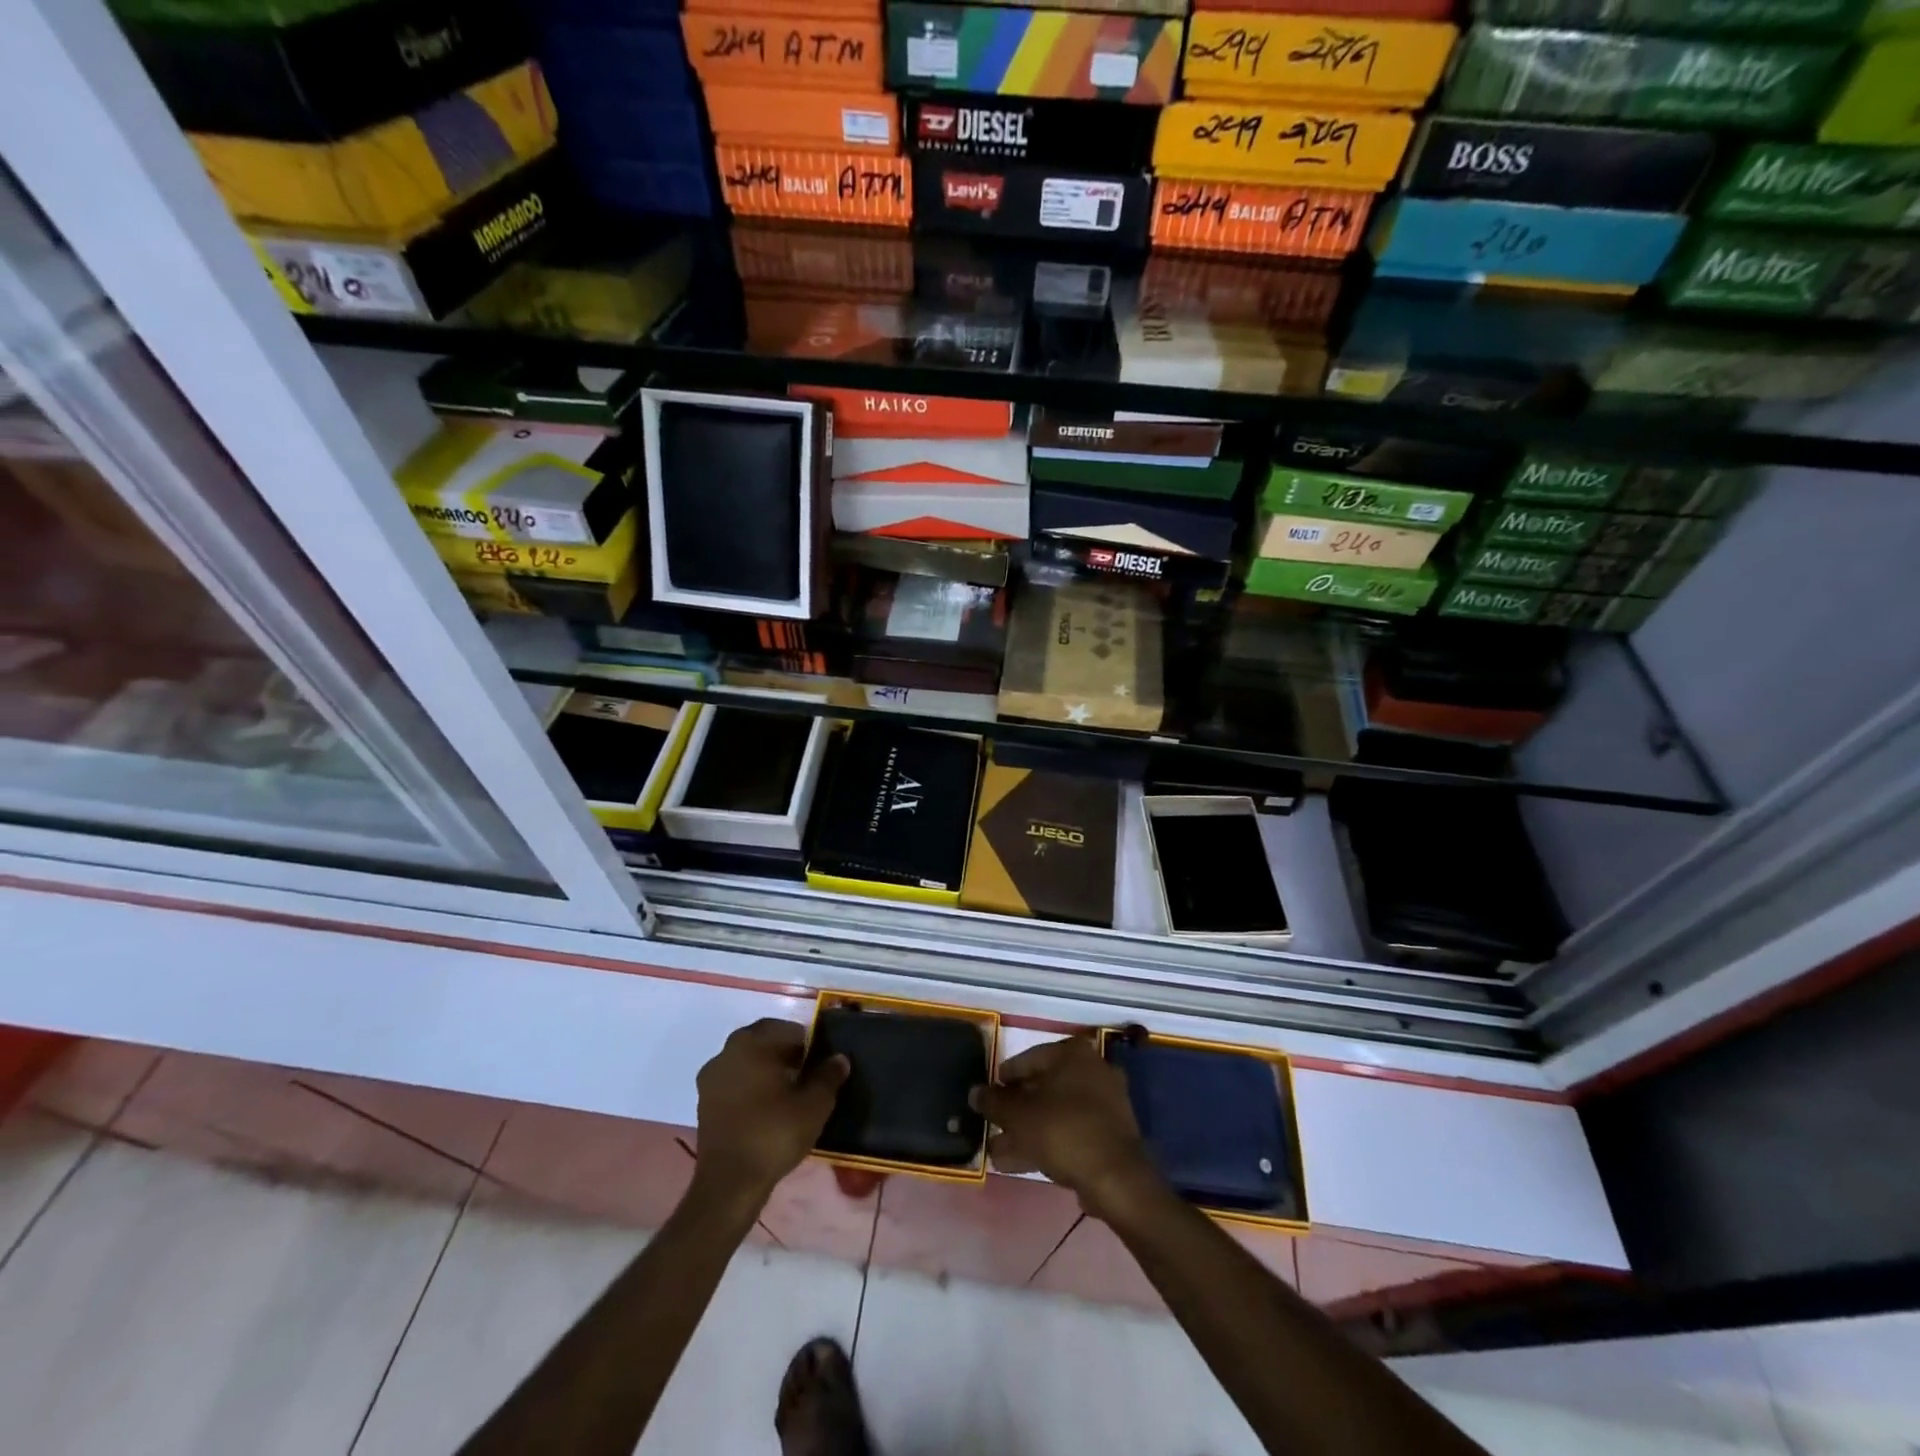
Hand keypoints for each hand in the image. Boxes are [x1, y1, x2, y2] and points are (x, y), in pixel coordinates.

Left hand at [693, 1018, 848, 1205]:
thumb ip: (828, 1076)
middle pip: (763, 1042)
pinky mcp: (704, 1104)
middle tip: (808, 1073)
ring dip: (767, 1069)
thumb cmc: (774, 1133)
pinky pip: (734, 1083)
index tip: (821, 1061)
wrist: (730, 1184)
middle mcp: (727, 1052)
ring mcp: (711, 1078)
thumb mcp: (814, 1104)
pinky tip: (768, 1108)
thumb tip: (839, 1058)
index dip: (808, 1043)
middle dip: (786, 1053)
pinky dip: (751, 1087)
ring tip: (789, 1092)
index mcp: (752, 1043)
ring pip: (747, 1061)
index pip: (787, 1029)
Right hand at [971, 1035, 1159, 1221]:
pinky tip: (1021, 1162)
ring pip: (1056, 1112)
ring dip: (1028, 1130)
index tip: (989, 1094)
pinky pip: (1071, 1130)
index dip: (1005, 1078)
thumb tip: (975, 1092)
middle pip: (1044, 1087)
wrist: (1116, 1177)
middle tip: (994, 1125)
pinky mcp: (1110, 1132)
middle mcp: (1093, 1069)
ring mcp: (1106, 1102)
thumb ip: (993, 1102)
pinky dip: (1048, 1141)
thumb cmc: (1063, 1130)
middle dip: (1016, 1110)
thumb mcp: (1019, 1115)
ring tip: (999, 1151)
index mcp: (1073, 1054)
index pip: (1029, 1058)